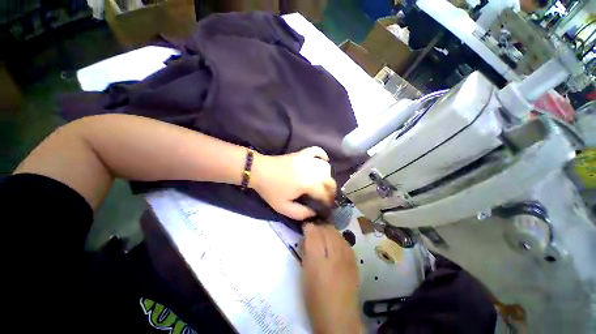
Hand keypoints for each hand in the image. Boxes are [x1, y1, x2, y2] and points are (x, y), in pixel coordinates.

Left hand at [251, 147, 336, 219]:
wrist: (258, 171)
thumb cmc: (271, 190)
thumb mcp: (284, 208)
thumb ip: (301, 213)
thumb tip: (314, 212)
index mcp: (309, 184)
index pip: (326, 195)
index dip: (328, 204)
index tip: (325, 210)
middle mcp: (313, 170)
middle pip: (330, 181)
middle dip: (330, 192)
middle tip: (324, 200)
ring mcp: (308, 160)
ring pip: (327, 168)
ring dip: (327, 177)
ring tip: (321, 185)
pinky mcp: (302, 153)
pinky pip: (318, 152)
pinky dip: (323, 156)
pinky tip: (323, 162)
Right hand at [302, 224, 359, 333]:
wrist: (337, 314)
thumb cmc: (315, 300)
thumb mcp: (305, 278)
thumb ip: (307, 257)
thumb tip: (308, 243)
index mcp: (317, 262)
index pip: (314, 235)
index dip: (309, 227)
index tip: (304, 226)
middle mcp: (334, 257)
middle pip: (329, 232)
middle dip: (320, 227)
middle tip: (312, 229)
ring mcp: (347, 260)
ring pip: (340, 237)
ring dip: (331, 232)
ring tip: (324, 234)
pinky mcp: (355, 264)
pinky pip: (347, 245)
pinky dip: (340, 241)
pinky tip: (336, 244)